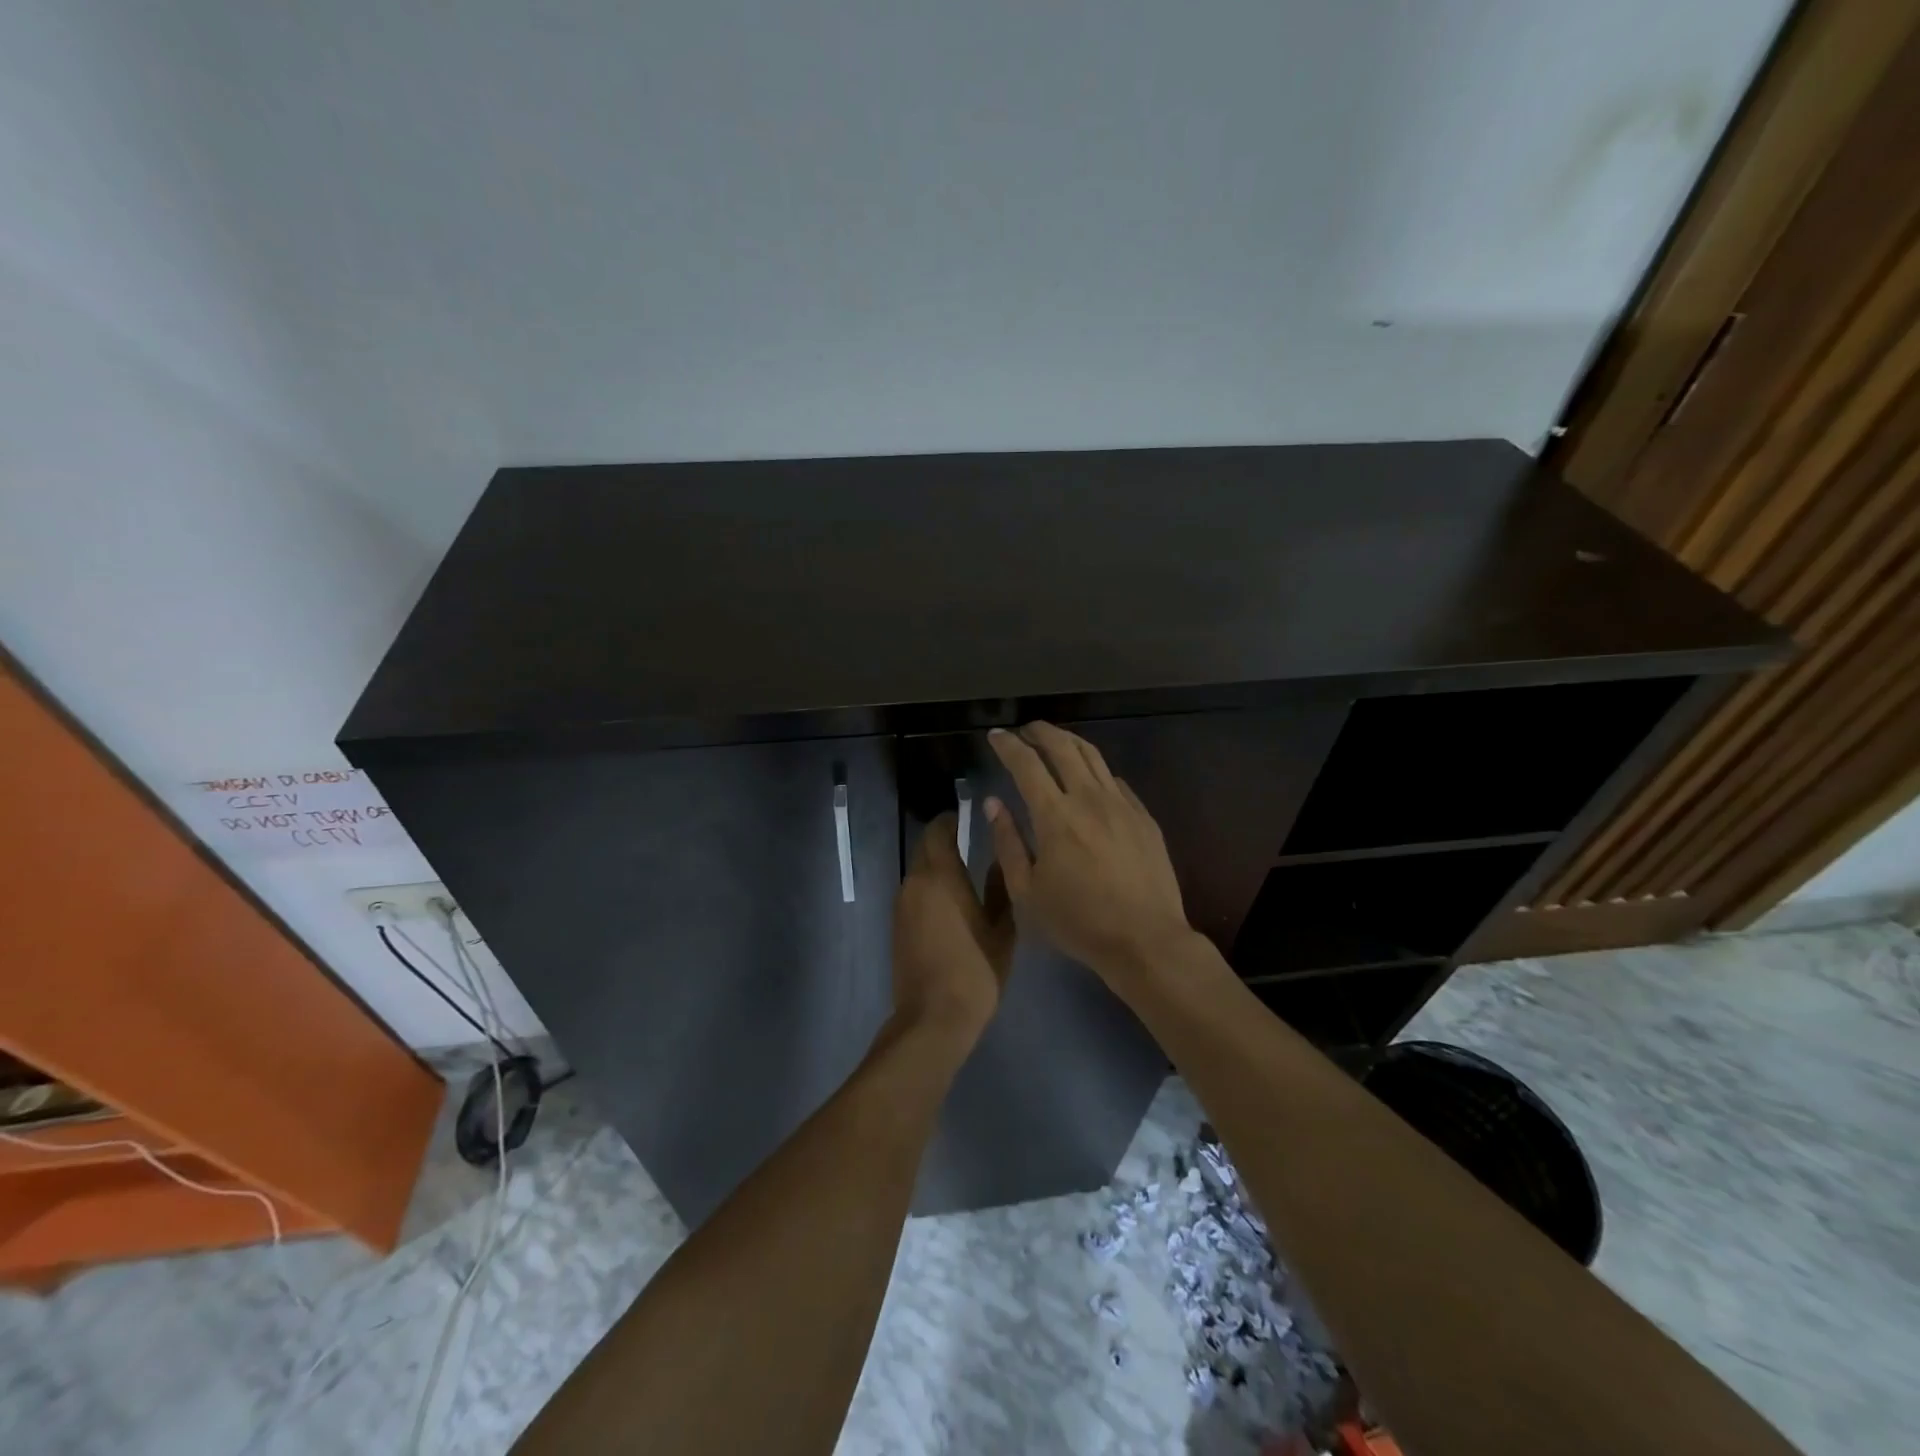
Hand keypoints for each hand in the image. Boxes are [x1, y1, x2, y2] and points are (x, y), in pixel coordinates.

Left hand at [891, 812, 1015, 1041]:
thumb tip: (1001, 858)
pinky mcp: (896, 924)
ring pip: (918, 870)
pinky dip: (928, 886)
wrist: (933, 1017)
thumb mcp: (1002, 929)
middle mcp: (916, 882)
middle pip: (924, 847)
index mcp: (941, 876)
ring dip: (935, 864)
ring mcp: (902, 904)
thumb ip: (1001, 887)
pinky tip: (949, 902)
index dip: (950, 820)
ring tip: (963, 872)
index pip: (938, 830)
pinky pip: (913, 891)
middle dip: (942, 839)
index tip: (967, 818)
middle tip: (967, 841)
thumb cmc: (975, 970)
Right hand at [986, 723, 1195, 984]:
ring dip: (1069, 741)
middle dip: (1039, 731)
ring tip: (1054, 740)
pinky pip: (1115, 780)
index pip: (1026, 764)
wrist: (1145, 939)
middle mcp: (1088, 799)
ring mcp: (1121, 804)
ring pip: (1093, 756)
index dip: (1008, 745)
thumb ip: (1008, 843)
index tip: (996, 735)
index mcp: (1055, 816)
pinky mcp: (1143, 816)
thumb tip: (993, 803)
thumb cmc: (1078, 922)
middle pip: (1062, 747)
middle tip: (1024, 730)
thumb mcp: (1027, 892)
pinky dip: (1095, 769)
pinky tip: (1089, 778)